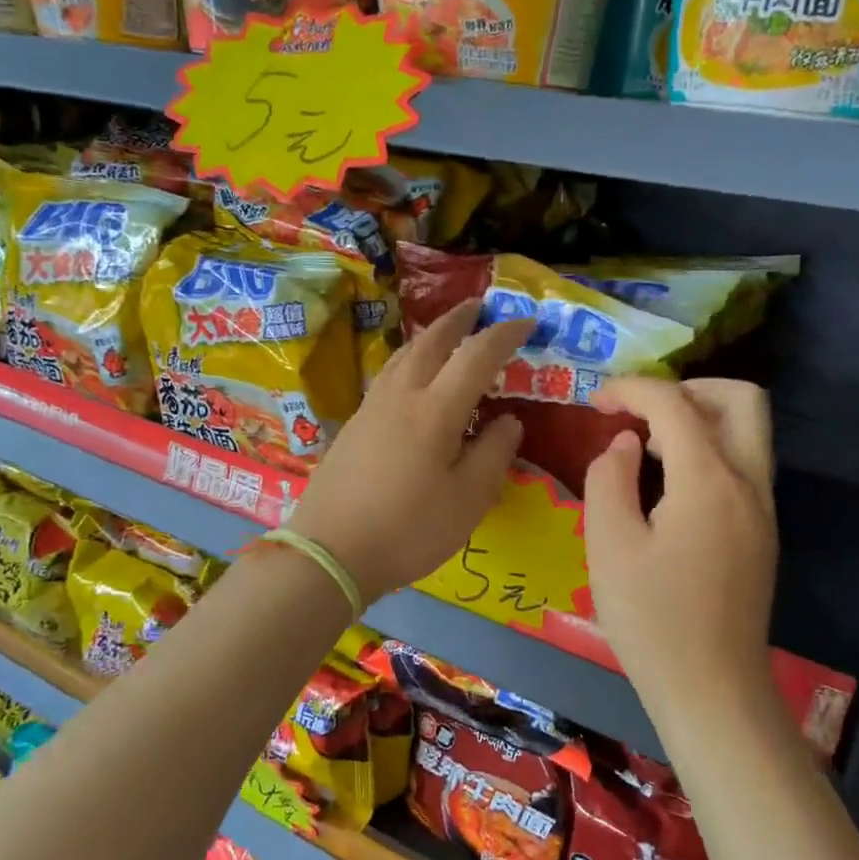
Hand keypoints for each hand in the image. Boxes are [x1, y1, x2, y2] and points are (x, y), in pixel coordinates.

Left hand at [289, 300, 532, 602]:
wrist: (330, 552)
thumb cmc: (409, 529)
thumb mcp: (468, 499)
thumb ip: (494, 453)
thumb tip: (508, 420)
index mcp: (435, 410)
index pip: (477, 355)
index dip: (505, 334)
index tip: (527, 322)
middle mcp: (401, 396)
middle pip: (432, 341)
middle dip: (459, 319)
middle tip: (479, 306)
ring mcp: (371, 408)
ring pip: (403, 354)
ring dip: (431, 335)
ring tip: (447, 333)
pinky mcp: (354, 425)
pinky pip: (388, 374)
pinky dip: (410, 359)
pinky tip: (412, 376)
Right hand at [583, 378, 777, 709]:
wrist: (712, 689)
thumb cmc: (652, 619)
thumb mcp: (609, 545)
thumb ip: (610, 478)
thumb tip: (626, 445)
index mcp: (710, 480)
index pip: (675, 403)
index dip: (633, 389)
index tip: (596, 400)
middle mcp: (748, 483)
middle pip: (740, 399)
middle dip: (688, 388)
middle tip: (642, 413)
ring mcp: (763, 510)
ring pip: (747, 432)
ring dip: (700, 420)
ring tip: (647, 448)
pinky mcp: (762, 534)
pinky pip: (742, 466)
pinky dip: (708, 452)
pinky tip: (668, 486)